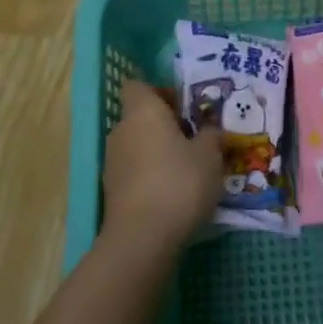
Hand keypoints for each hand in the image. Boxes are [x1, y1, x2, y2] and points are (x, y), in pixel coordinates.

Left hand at [103, 81, 222, 249]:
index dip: (160, 92)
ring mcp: (112, 162)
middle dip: (165, 125)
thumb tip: (211, 130)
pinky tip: (173, 194)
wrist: (143, 237)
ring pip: (137, 145)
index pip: (139, 86)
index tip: (184, 108)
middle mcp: (122, 130)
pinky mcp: (112, 191)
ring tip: (188, 170)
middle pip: (140, 117)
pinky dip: (150, 177)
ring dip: (158, 152)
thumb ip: (211, 136)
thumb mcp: (210, 155)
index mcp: (143, 111)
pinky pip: (134, 172)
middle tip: (194, 139)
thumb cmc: (179, 182)